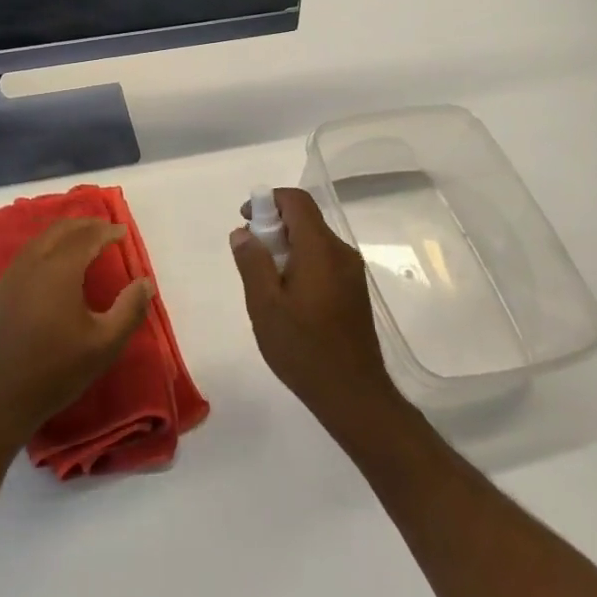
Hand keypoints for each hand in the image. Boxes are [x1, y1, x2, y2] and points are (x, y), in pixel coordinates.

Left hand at [0, 219, 152, 453]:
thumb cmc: (54, 370)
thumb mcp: (103, 345)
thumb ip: (129, 310)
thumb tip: (145, 282)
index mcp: (59, 269)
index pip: (87, 237)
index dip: (107, 231)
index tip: (123, 232)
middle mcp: (32, 263)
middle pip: (60, 230)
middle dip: (85, 225)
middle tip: (105, 229)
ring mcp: (11, 276)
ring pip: (40, 240)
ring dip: (64, 234)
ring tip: (82, 241)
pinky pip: (27, 255)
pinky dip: (46, 247)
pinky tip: (54, 266)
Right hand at [230, 188, 404, 433]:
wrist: (354, 395)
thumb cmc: (304, 349)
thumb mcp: (265, 305)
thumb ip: (252, 262)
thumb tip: (243, 232)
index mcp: (320, 249)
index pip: (296, 201)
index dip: (268, 200)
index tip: (246, 221)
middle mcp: (341, 252)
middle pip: (305, 220)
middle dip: (273, 227)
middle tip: (250, 257)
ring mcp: (351, 272)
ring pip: (314, 242)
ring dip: (286, 248)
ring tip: (265, 283)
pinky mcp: (354, 291)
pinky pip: (323, 261)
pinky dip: (301, 264)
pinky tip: (287, 299)